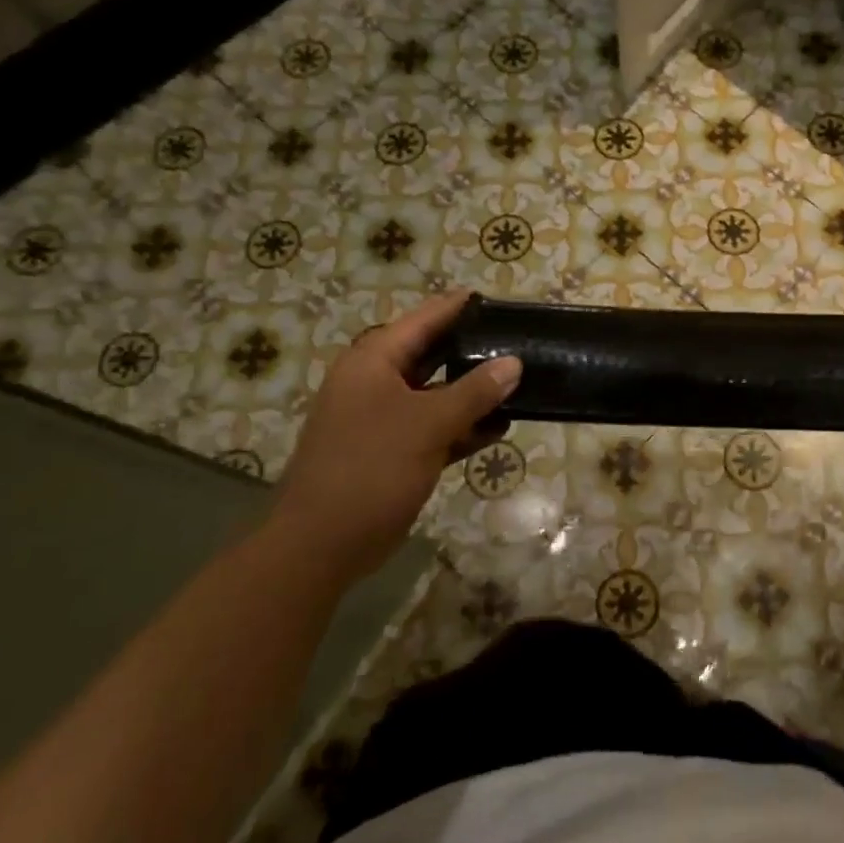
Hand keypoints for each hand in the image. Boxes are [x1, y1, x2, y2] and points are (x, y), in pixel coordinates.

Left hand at [269, 291, 520, 575]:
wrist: (322, 544)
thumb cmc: (370, 469)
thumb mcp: (428, 424)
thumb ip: (474, 392)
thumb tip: (514, 363)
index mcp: (373, 362)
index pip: (423, 320)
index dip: (457, 307)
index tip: (495, 298)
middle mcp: (376, 383)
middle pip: (432, 354)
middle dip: (473, 350)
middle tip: (517, 341)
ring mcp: (385, 418)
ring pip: (437, 393)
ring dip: (473, 393)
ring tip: (520, 382)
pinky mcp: (395, 451)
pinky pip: (436, 427)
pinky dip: (463, 426)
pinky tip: (500, 427)